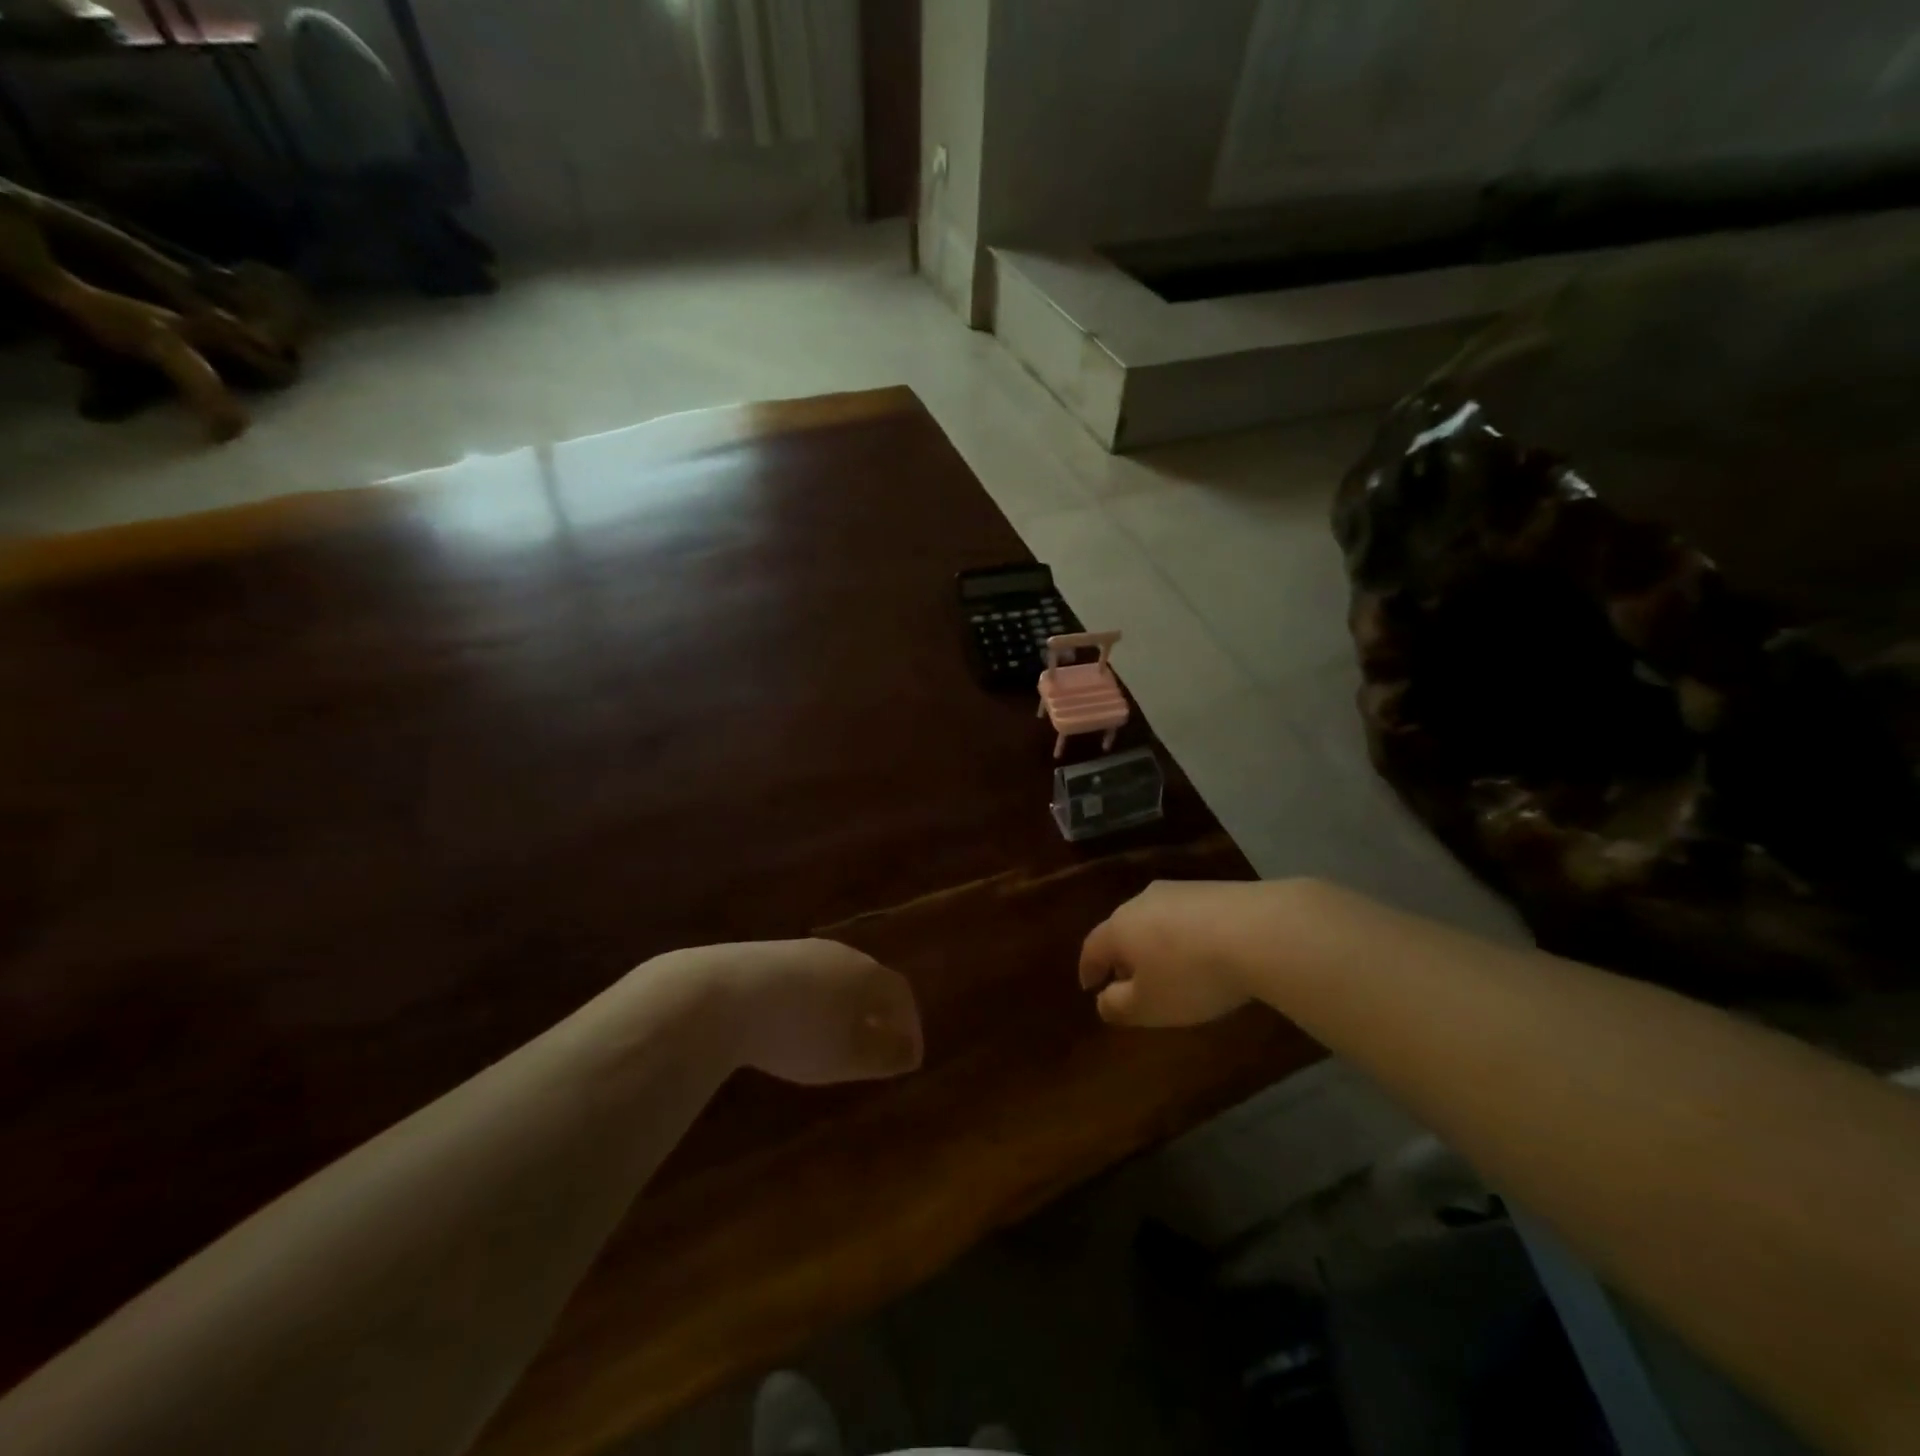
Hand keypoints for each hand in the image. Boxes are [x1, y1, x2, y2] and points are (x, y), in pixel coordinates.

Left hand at [665, 939, 922, 1084]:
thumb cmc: (798, 1032)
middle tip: (875, 1044)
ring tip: (834, 1036)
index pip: (902, 994)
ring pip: (836, 977)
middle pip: (870, 979)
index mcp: (867, 974)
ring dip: (844, 1005)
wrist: (721, 996)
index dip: (910, 1024)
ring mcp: (802, 950)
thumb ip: (885, 1055)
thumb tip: (911, 1052)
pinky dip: (812, 1000)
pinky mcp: (767, 955)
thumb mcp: (848, 1057)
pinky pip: (805, 977)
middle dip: (878, 1012)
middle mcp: (840, 954)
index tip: (908, 1056)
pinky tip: (794, 1022)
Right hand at [1079, 880, 1266, 1026]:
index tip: (1090, 987)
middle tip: (1129, 980)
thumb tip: (1103, 1001)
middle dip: (1123, 955)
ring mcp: (1180, 891)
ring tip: (1169, 968)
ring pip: (1156, 920)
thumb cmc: (1190, 975)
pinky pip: (1188, 916)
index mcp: (1119, 927)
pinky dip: (1186, 936)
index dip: (1089, 969)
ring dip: (1156, 944)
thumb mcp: (1149, 1006)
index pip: (1092, 947)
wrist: (1258, 931)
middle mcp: (1142, 901)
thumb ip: (1119, 1006)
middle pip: (1123, 929)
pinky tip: (1204, 953)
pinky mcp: (1215, 889)